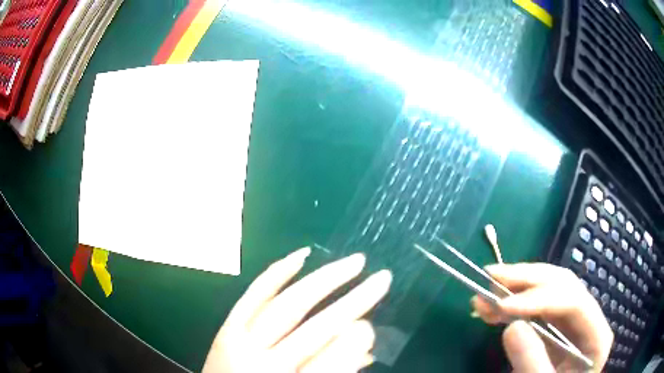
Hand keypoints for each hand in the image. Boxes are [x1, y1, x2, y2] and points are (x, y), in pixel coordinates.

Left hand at [202, 248, 391, 372]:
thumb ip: (332, 369)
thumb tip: (361, 336)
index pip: (331, 361)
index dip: (356, 343)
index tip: (374, 324)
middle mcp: (261, 362)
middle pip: (315, 328)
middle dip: (353, 301)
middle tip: (382, 278)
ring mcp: (239, 340)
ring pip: (287, 304)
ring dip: (323, 280)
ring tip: (353, 262)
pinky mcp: (227, 326)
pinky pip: (254, 295)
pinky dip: (277, 274)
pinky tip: (300, 257)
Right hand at [471, 263, 612, 371]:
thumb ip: (533, 363)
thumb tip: (513, 326)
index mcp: (596, 336)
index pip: (574, 301)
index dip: (540, 298)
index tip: (503, 305)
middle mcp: (588, 321)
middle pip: (563, 285)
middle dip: (527, 280)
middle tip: (491, 277)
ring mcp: (573, 323)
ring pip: (550, 289)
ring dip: (517, 287)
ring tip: (485, 290)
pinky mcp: (556, 330)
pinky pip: (538, 307)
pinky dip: (515, 303)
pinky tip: (495, 307)